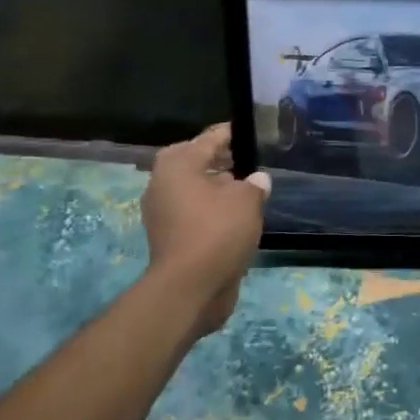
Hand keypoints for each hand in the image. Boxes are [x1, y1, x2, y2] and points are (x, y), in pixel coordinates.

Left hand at [141, 124, 270, 334]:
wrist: (190, 287)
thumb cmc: (217, 231)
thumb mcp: (247, 200)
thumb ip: (254, 184)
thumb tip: (257, 180)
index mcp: (177, 165)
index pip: (209, 139)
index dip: (231, 134)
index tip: (249, 132)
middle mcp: (163, 184)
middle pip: (197, 163)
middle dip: (222, 161)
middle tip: (251, 161)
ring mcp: (163, 212)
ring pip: (195, 190)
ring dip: (218, 189)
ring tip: (249, 190)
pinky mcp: (170, 236)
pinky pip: (195, 213)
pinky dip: (213, 211)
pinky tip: (238, 216)